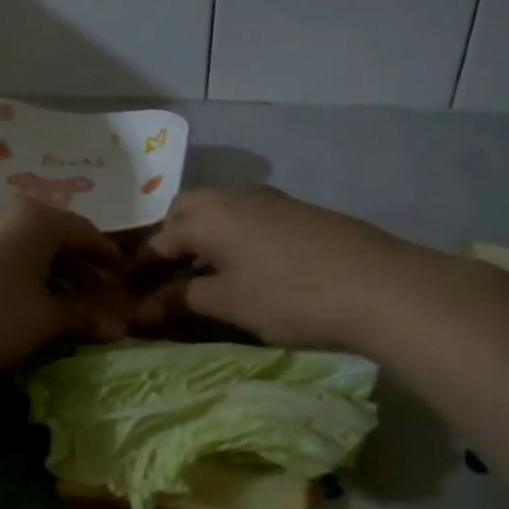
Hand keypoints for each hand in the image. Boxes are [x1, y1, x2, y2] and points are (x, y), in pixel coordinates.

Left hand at [0, 200, 131, 391]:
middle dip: (79, 266)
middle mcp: (3, 213)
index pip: (84, 231)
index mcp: (34, 219)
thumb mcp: (44, 320)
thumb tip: (119, 324)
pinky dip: (21, 273)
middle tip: (97, 296)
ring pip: (24, 245)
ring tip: (63, 303)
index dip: (107, 256)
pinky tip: (22, 302)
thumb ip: (84, 315)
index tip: (124, 277)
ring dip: (49, 271)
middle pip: (54, 235)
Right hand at [136, 187, 489, 354]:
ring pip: (219, 212)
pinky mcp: (297, 212)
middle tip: (168, 277)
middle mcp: (234, 196)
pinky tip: (245, 268)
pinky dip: (231, 239)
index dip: (142, 272)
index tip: (129, 298)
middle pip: (187, 211)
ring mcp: (270, 200)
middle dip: (171, 241)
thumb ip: (181, 301)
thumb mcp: (228, 303)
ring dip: (202, 238)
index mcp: (209, 215)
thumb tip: (140, 312)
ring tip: (204, 276)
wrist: (379, 286)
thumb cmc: (289, 296)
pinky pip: (246, 218)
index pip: (160, 241)